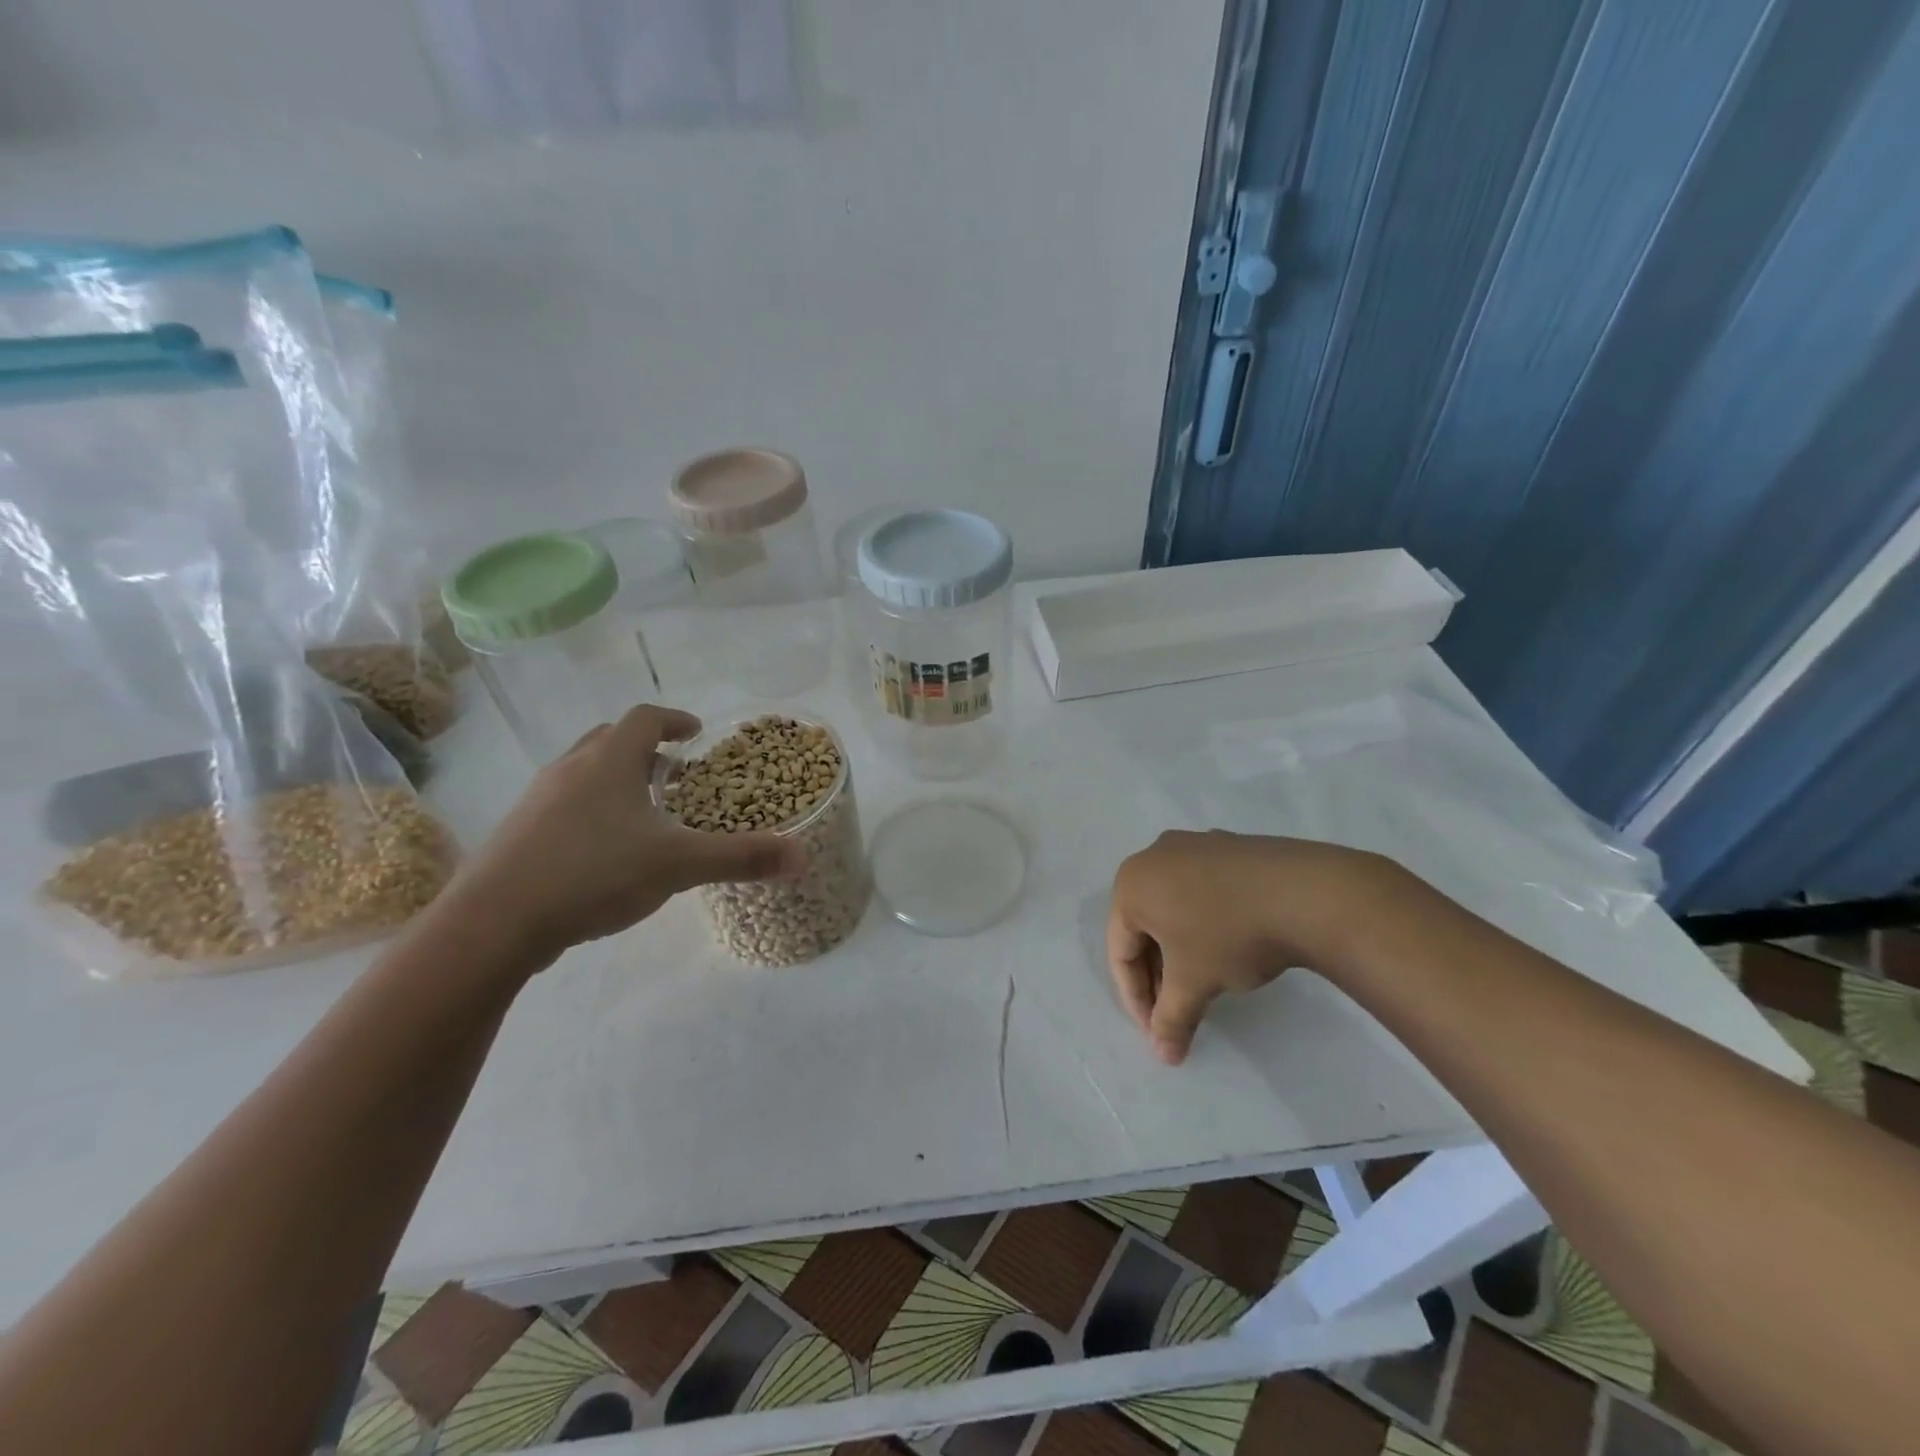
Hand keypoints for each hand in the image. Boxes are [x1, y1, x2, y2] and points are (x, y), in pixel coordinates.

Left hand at [446, 705, 803, 963]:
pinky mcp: (517, 833)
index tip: (694, 732)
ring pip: (582, 771)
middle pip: (610, 739)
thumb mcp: (678, 865)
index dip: (673, 720)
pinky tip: (602, 850)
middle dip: (644, 749)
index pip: (645, 718)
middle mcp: (570, 768)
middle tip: (672, 771)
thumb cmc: (593, 874)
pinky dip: (589, 809)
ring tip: (642, 810)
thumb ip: (741, 858)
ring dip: (614, 778)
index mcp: (609, 761)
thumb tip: (802, 856)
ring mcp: (537, 800)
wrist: (493, 922)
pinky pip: (561, 804)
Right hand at [1106, 831, 1391, 1064]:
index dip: (1135, 998)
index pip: (1121, 951)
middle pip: (1144, 927)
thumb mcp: (1194, 984)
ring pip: (1173, 908)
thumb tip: (1164, 1053)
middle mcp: (1155, 856)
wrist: (1305, 893)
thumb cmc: (1230, 936)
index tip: (1156, 1032)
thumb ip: (1171, 1019)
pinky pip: (1201, 891)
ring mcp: (1194, 846)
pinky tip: (1228, 947)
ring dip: (1180, 950)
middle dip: (1158, 974)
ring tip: (1202, 983)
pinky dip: (1203, 923)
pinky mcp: (1229, 847)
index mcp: (1132, 883)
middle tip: (1175, 1012)